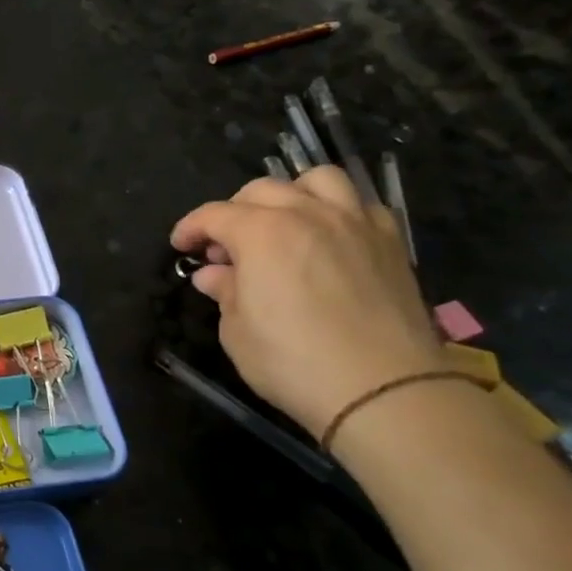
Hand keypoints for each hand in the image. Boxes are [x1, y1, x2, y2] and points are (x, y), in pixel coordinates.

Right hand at [170, 166, 443, 442]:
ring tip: (282, 224)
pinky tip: (329, 239)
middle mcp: (307, 214)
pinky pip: (361, 205)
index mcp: (260, 233)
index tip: (181, 247)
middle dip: (234, 212)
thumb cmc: (292, 361)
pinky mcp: (391, 243)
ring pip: (318, 180)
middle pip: (261, 190)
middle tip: (227, 247)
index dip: (190, 228)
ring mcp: (354, 224)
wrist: (384, 390)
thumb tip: (215, 275)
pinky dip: (338, 212)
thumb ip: (225, 292)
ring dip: (291, 195)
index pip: (214, 215)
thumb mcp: (236, 331)